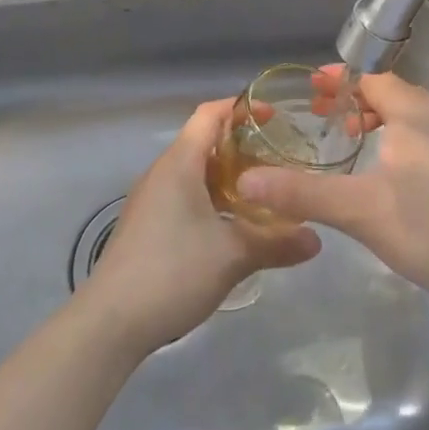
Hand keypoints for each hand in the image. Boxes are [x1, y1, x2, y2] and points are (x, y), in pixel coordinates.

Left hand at [83, 99, 321, 354]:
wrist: (111, 321)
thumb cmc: (173, 272)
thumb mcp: (233, 256)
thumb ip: (277, 243)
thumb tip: (317, 239)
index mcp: (179, 164)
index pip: (209, 115)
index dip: (241, 108)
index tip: (275, 116)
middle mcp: (162, 173)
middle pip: (203, 142)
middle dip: (242, 146)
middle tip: (281, 158)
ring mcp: (151, 200)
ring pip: (195, 172)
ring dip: (228, 176)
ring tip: (265, 191)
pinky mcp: (148, 225)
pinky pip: (185, 195)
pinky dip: (212, 198)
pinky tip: (235, 224)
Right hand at [235, 69, 428, 316]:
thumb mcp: (358, 209)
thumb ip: (302, 193)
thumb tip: (245, 181)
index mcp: (415, 114)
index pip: (373, 78)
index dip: (340, 79)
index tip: (310, 88)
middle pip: (392, 95)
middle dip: (355, 101)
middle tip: (322, 117)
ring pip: (410, 120)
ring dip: (378, 122)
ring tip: (350, 144)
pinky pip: (423, 142)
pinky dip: (397, 143)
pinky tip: (385, 179)